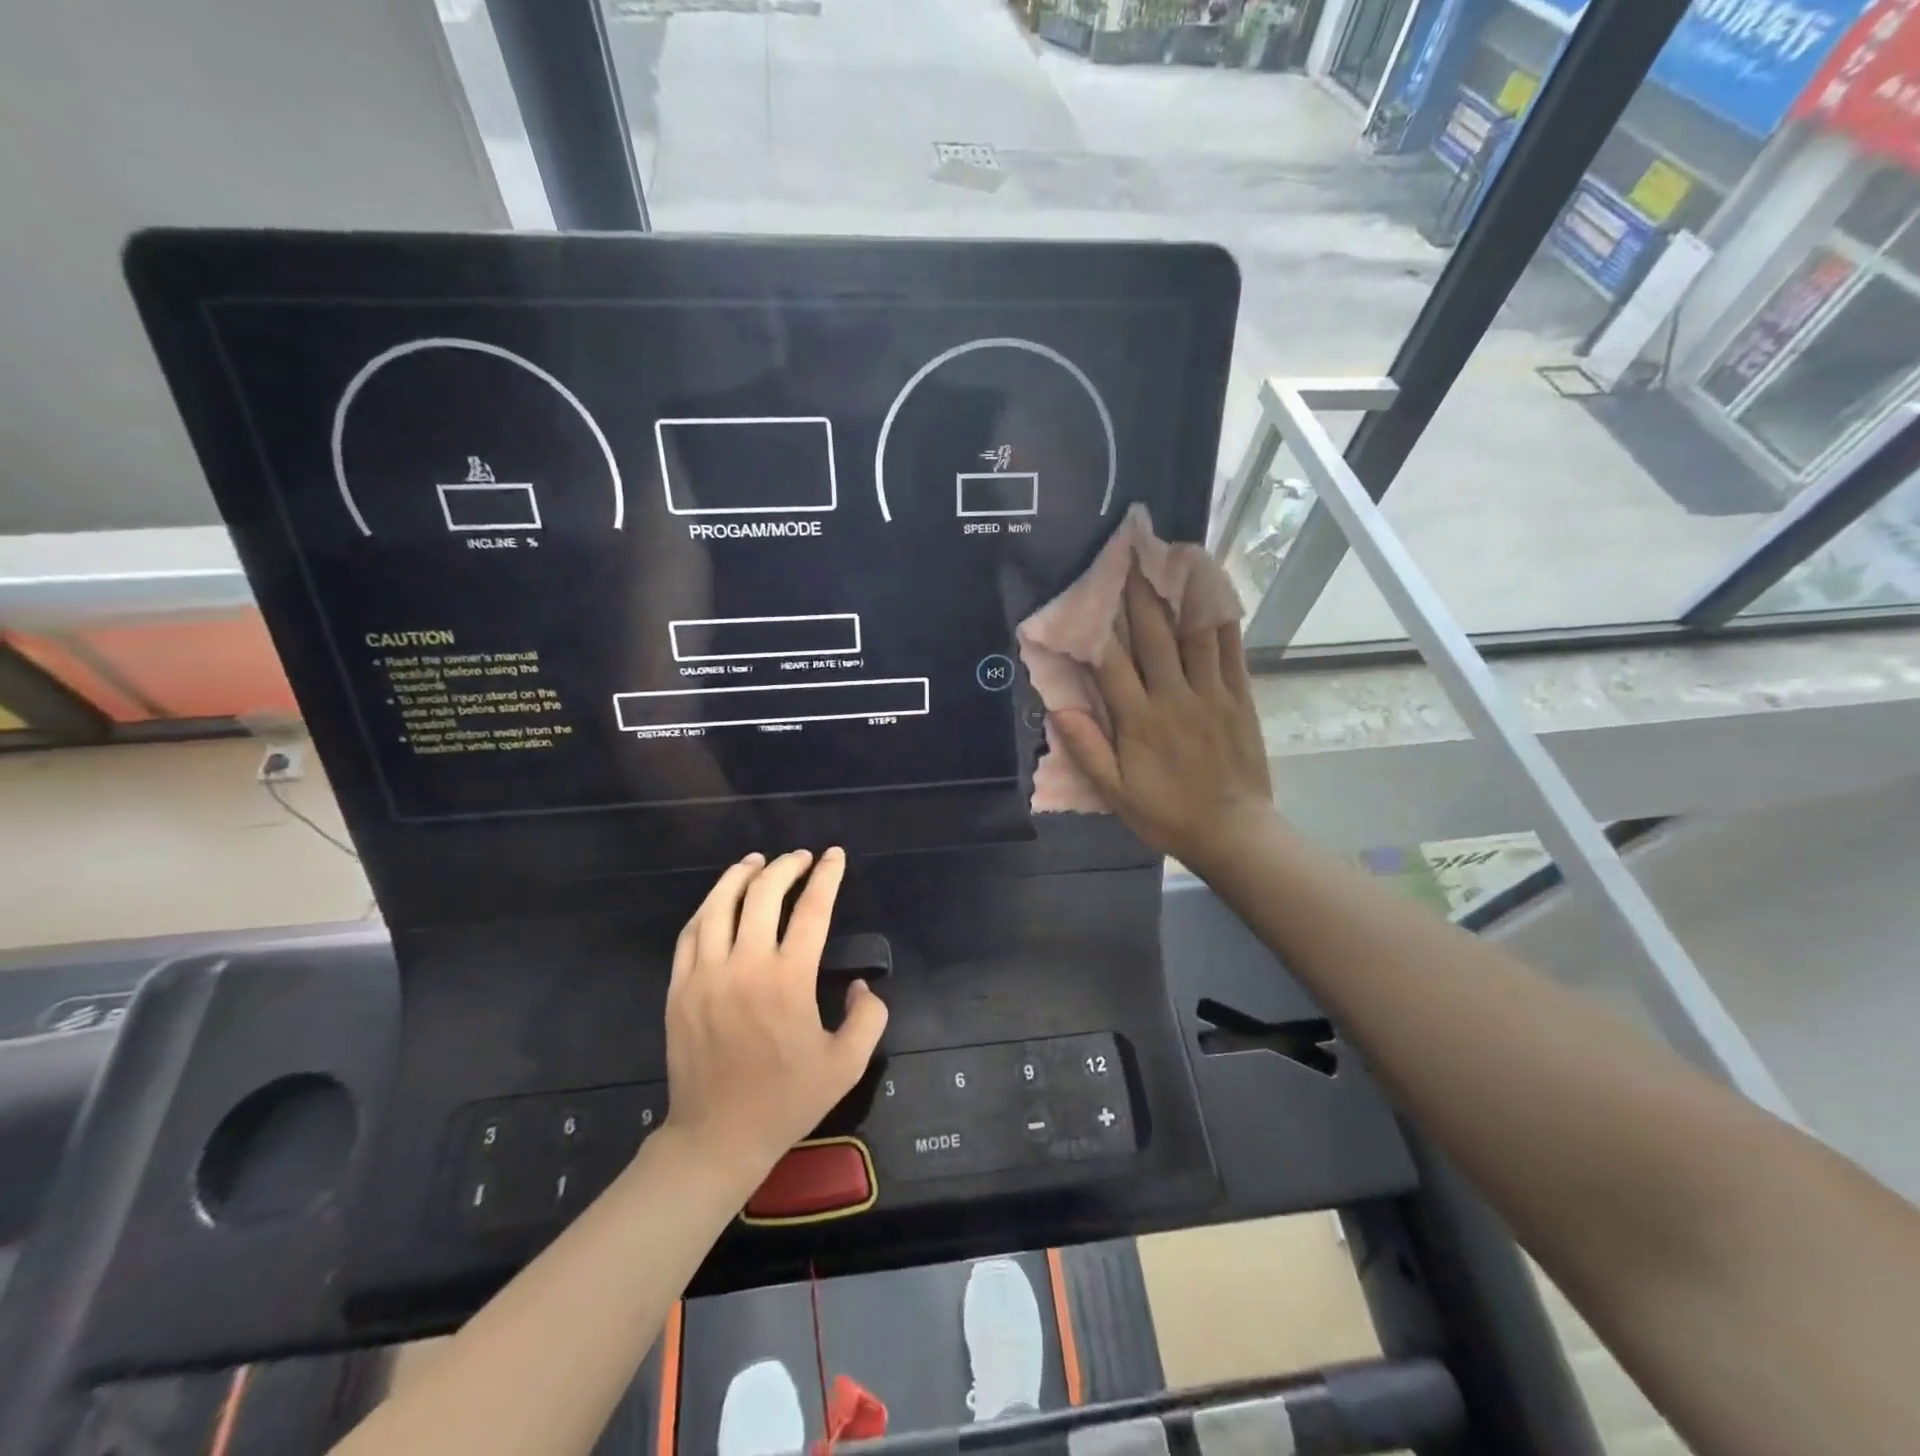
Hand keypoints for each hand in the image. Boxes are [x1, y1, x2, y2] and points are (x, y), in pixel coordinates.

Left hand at [661, 848, 887, 1183]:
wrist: (717, 1136)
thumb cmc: (786, 1100)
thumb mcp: (847, 1065)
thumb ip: (869, 1018)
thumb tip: (863, 985)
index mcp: (789, 980)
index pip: (812, 910)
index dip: (827, 877)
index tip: (835, 856)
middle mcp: (745, 966)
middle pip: (763, 894)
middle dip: (786, 867)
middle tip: (801, 858)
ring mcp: (705, 975)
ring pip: (719, 905)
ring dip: (740, 876)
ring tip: (757, 861)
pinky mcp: (679, 988)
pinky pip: (690, 933)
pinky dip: (708, 907)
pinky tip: (720, 900)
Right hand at [1051, 568, 1274, 873]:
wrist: (1233, 831)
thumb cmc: (1167, 814)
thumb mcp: (1116, 794)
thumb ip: (1088, 750)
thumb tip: (1059, 708)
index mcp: (1140, 721)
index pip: (1112, 664)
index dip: (1096, 627)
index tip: (1083, 594)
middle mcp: (1175, 697)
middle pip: (1154, 636)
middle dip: (1138, 594)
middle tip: (1128, 554)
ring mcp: (1212, 693)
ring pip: (1194, 634)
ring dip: (1180, 593)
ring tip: (1170, 557)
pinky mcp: (1240, 697)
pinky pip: (1232, 650)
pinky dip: (1223, 617)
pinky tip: (1215, 590)